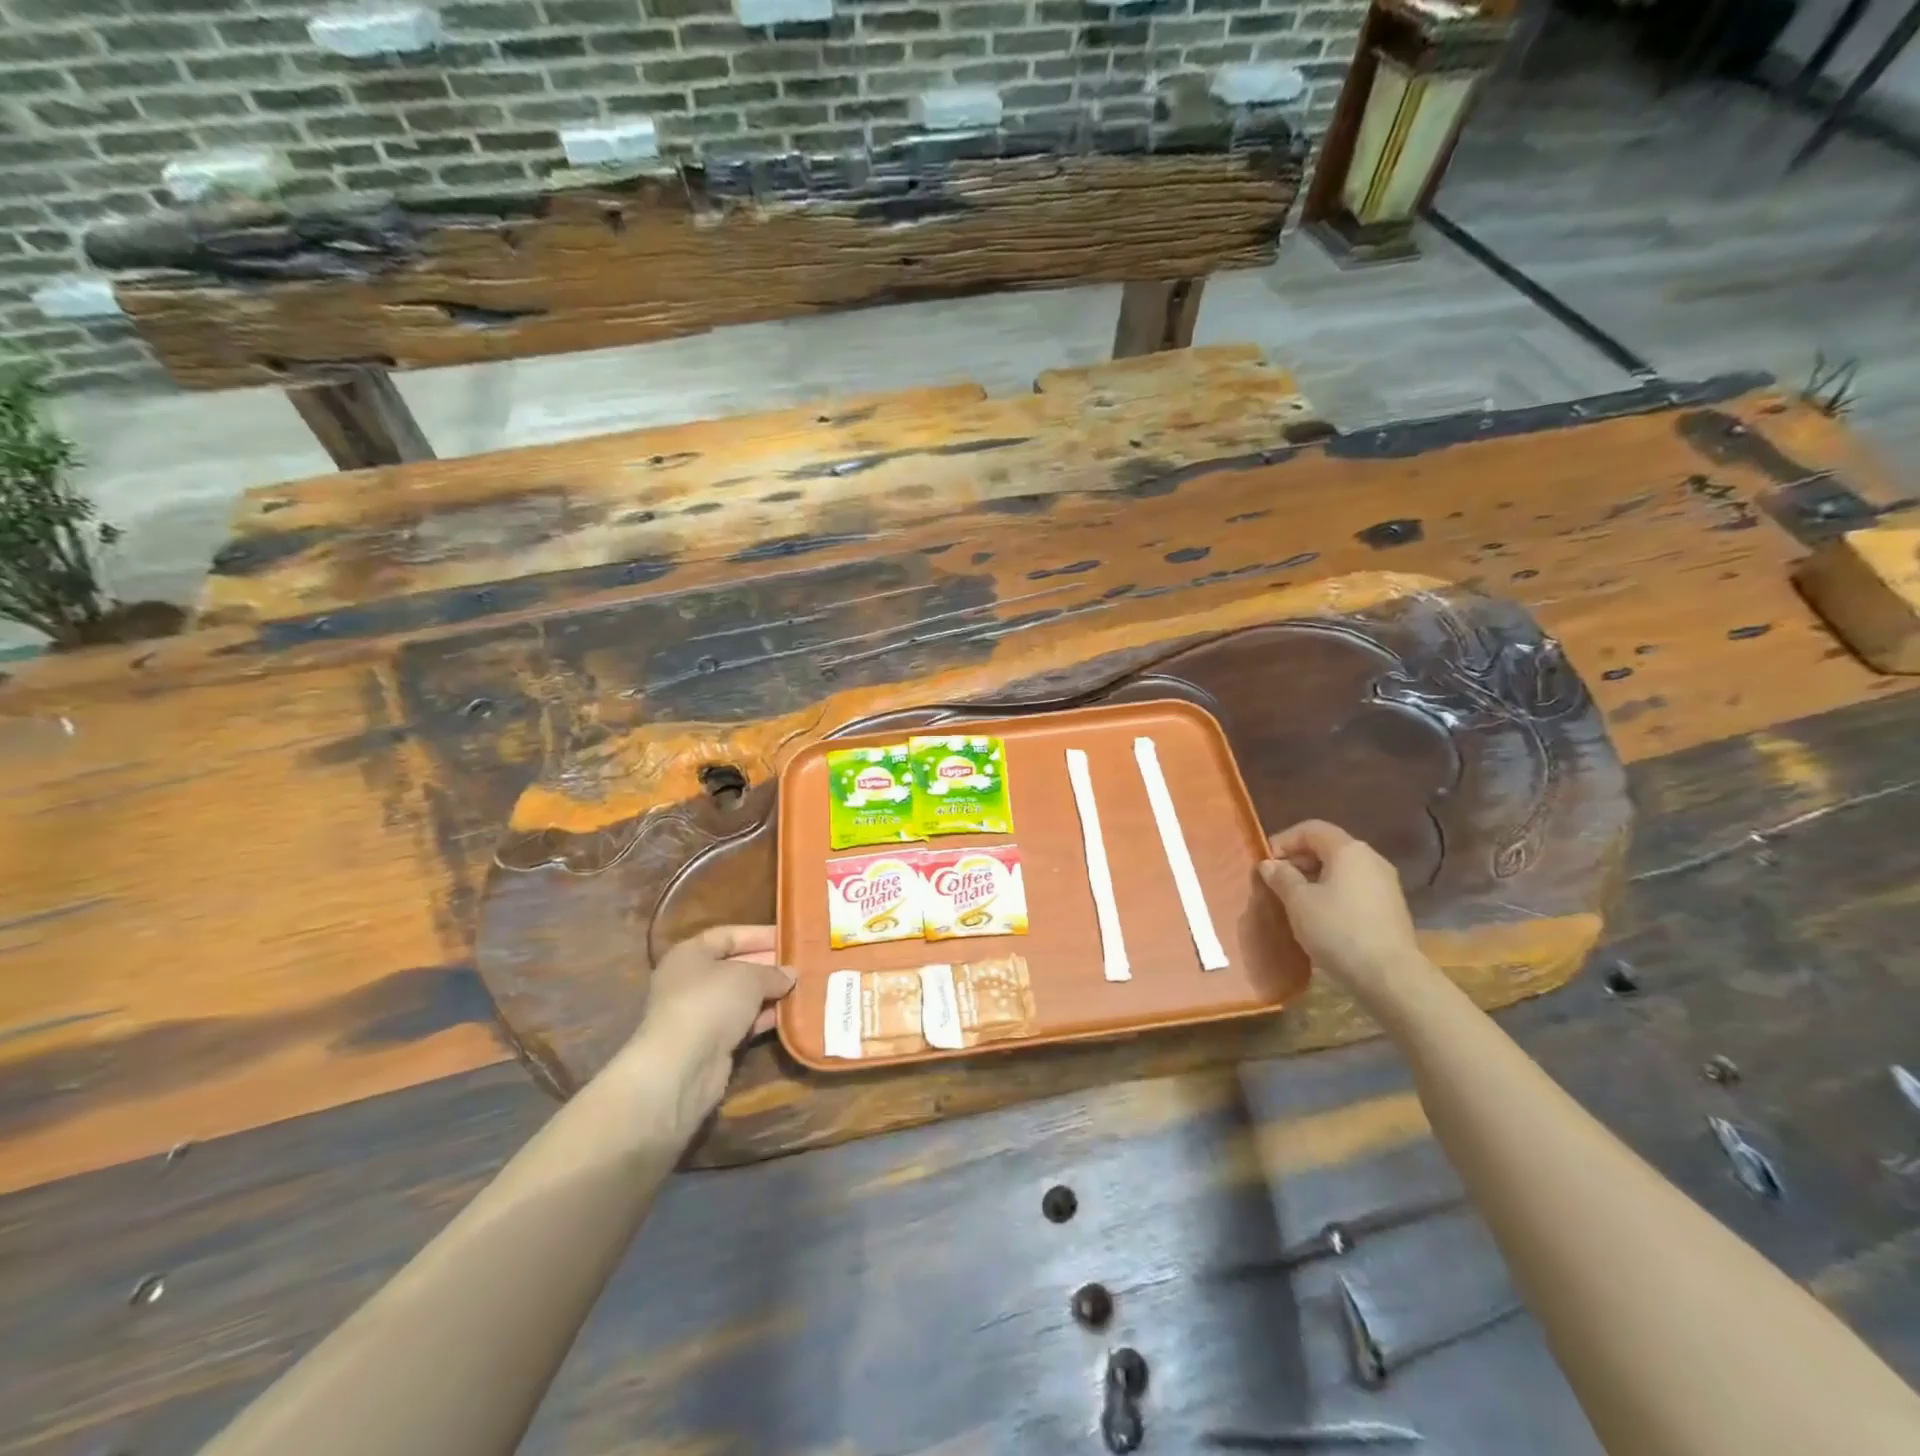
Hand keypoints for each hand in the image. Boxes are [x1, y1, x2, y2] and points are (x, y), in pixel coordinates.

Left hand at [608, 925, 793, 1130]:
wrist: (682, 1066)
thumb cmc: (711, 1002)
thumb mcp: (749, 977)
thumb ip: (772, 972)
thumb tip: (790, 975)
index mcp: (690, 954)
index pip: (728, 936)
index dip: (759, 934)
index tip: (790, 936)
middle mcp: (690, 981)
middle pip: (736, 966)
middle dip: (769, 965)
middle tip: (802, 964)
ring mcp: (700, 1014)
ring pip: (742, 997)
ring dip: (770, 994)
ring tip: (804, 987)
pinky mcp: (711, 1044)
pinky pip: (743, 1023)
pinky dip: (765, 1019)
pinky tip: (791, 1014)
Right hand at [1259, 821, 1420, 995]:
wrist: (1390, 976)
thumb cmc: (1338, 930)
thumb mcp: (1298, 902)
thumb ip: (1281, 877)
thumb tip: (1270, 865)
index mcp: (1348, 850)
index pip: (1310, 829)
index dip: (1283, 840)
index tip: (1265, 863)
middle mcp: (1371, 859)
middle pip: (1328, 847)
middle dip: (1298, 860)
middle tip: (1276, 882)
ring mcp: (1385, 884)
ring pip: (1341, 870)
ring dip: (1314, 878)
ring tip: (1294, 901)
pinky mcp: (1391, 908)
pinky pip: (1354, 889)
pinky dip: (1333, 893)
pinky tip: (1320, 917)